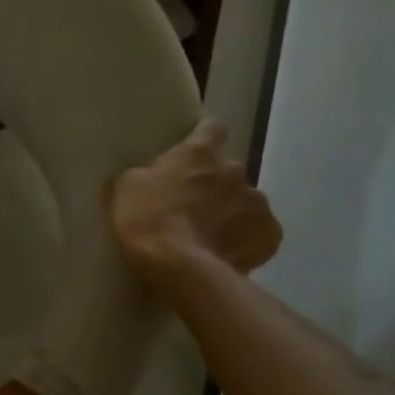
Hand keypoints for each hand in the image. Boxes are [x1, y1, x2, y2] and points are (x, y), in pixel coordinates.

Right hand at [112, 120, 282, 290]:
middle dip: (215, 186)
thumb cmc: (146, 220)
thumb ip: (141, 175)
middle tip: (194, 209)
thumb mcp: (125, 189)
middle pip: (228, 171)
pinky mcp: (269, 233)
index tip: (196, 151)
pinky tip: (228, 254)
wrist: (178, 265)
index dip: (204, 138)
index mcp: (198, 154)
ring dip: (231, 213)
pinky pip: (260, 232)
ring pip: (245, 202)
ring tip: (210, 238)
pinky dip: (246, 241)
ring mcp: (256, 201)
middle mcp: (234, 170)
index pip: (211, 129)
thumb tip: (146, 176)